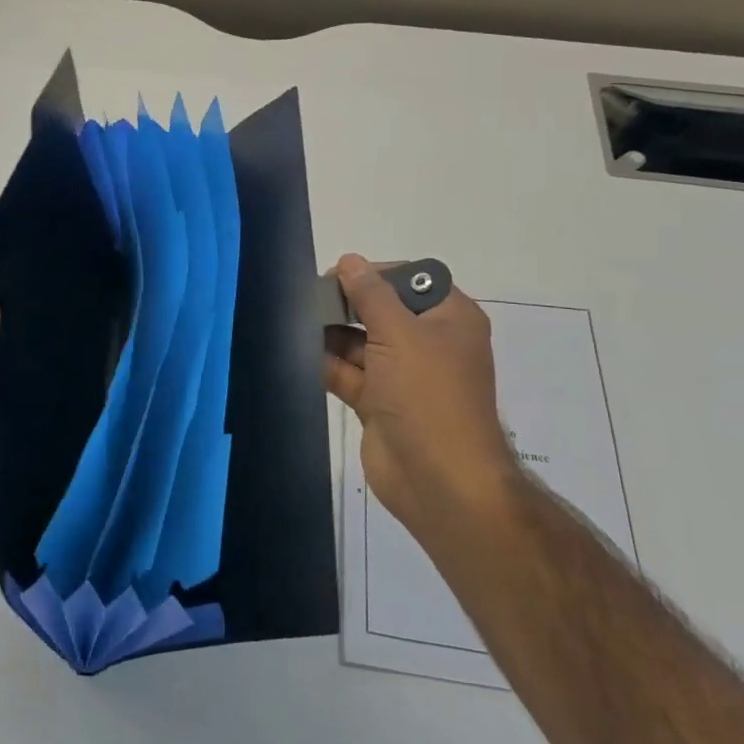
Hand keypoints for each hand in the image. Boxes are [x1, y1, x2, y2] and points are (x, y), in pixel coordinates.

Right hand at [323, 254, 517, 534]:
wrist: (440, 482)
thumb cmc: (428, 395)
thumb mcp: (400, 334)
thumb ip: (370, 295)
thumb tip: (350, 260)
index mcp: (449, 319)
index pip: (411, 280)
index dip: (374, 274)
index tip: (336, 274)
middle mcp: (428, 343)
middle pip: (381, 310)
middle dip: (346, 303)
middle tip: (306, 297)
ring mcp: (402, 375)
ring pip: (360, 342)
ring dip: (331, 333)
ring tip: (293, 320)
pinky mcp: (379, 403)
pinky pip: (348, 373)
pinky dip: (326, 363)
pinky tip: (296, 350)